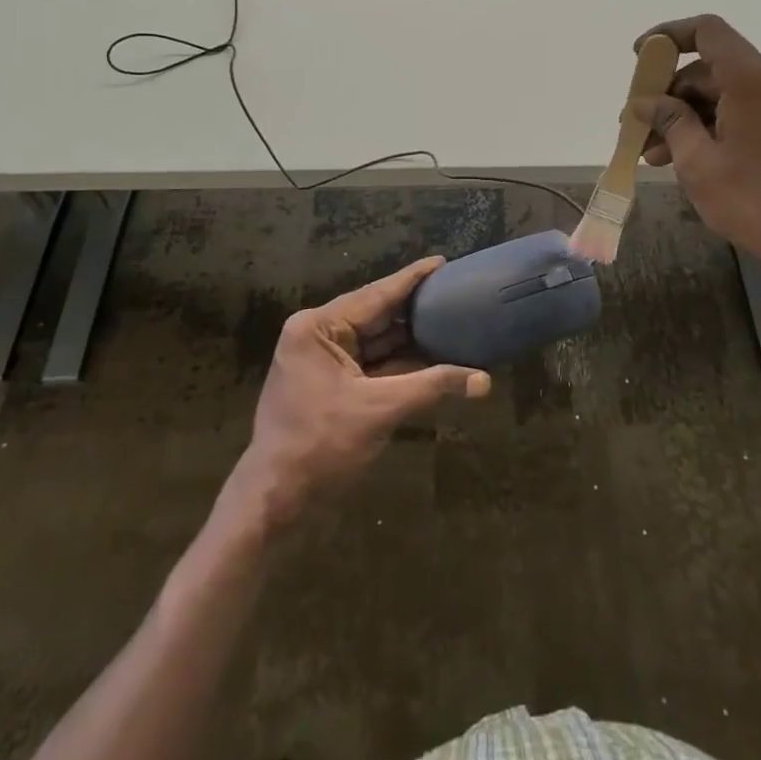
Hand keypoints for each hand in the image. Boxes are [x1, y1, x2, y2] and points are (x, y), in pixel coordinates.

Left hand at [232, 256, 489, 526]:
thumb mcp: (380, 410)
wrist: (276, 498)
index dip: (411, 280)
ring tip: (451, 320)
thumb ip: (432, 386)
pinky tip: (432, 356)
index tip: (442, 261)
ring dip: (410, 339)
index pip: (375, 295)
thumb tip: (483, 380)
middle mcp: (318, 335)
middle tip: (455, 293)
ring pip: (376, 342)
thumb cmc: (321, 445)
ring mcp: (322, 360)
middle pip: (376, 316)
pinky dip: (399, 363)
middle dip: (415, 310)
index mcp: (319, 327)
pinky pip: (371, 364)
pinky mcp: (330, 384)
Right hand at [634, 15, 760, 298]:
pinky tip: (687, 158)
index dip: (668, 36)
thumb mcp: (698, 163)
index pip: (706, 31)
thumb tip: (646, 103)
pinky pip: (744, 111)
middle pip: (710, 68)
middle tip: (639, 128)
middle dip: (670, 96)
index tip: (639, 57)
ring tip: (655, 154)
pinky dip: (713, 126)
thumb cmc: (756, 202)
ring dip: (687, 117)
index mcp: (753, 78)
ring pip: (724, 94)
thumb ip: (670, 122)